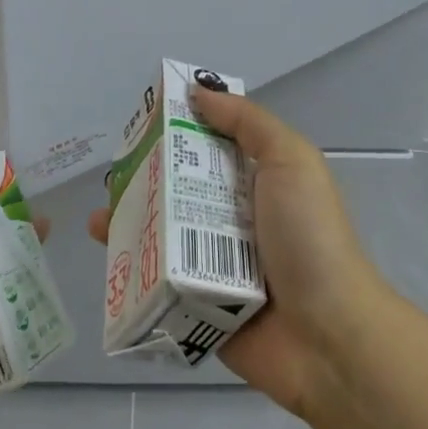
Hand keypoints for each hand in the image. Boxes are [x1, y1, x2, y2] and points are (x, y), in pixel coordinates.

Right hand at [91, 88, 385, 418]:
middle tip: (112, 171)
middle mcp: (235, 218)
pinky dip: (132, 268)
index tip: (142, 116)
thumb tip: (198, 91)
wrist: (328, 337)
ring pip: (164, 234)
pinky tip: (107, 255)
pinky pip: (160, 280)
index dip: (180, 128)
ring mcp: (216, 263)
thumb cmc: (309, 238)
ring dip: (132, 222)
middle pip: (181, 189)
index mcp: (258, 181)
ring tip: (99, 217)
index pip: (211, 144)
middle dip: (146, 177)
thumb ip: (247, 122)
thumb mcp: (290, 160)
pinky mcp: (199, 303)